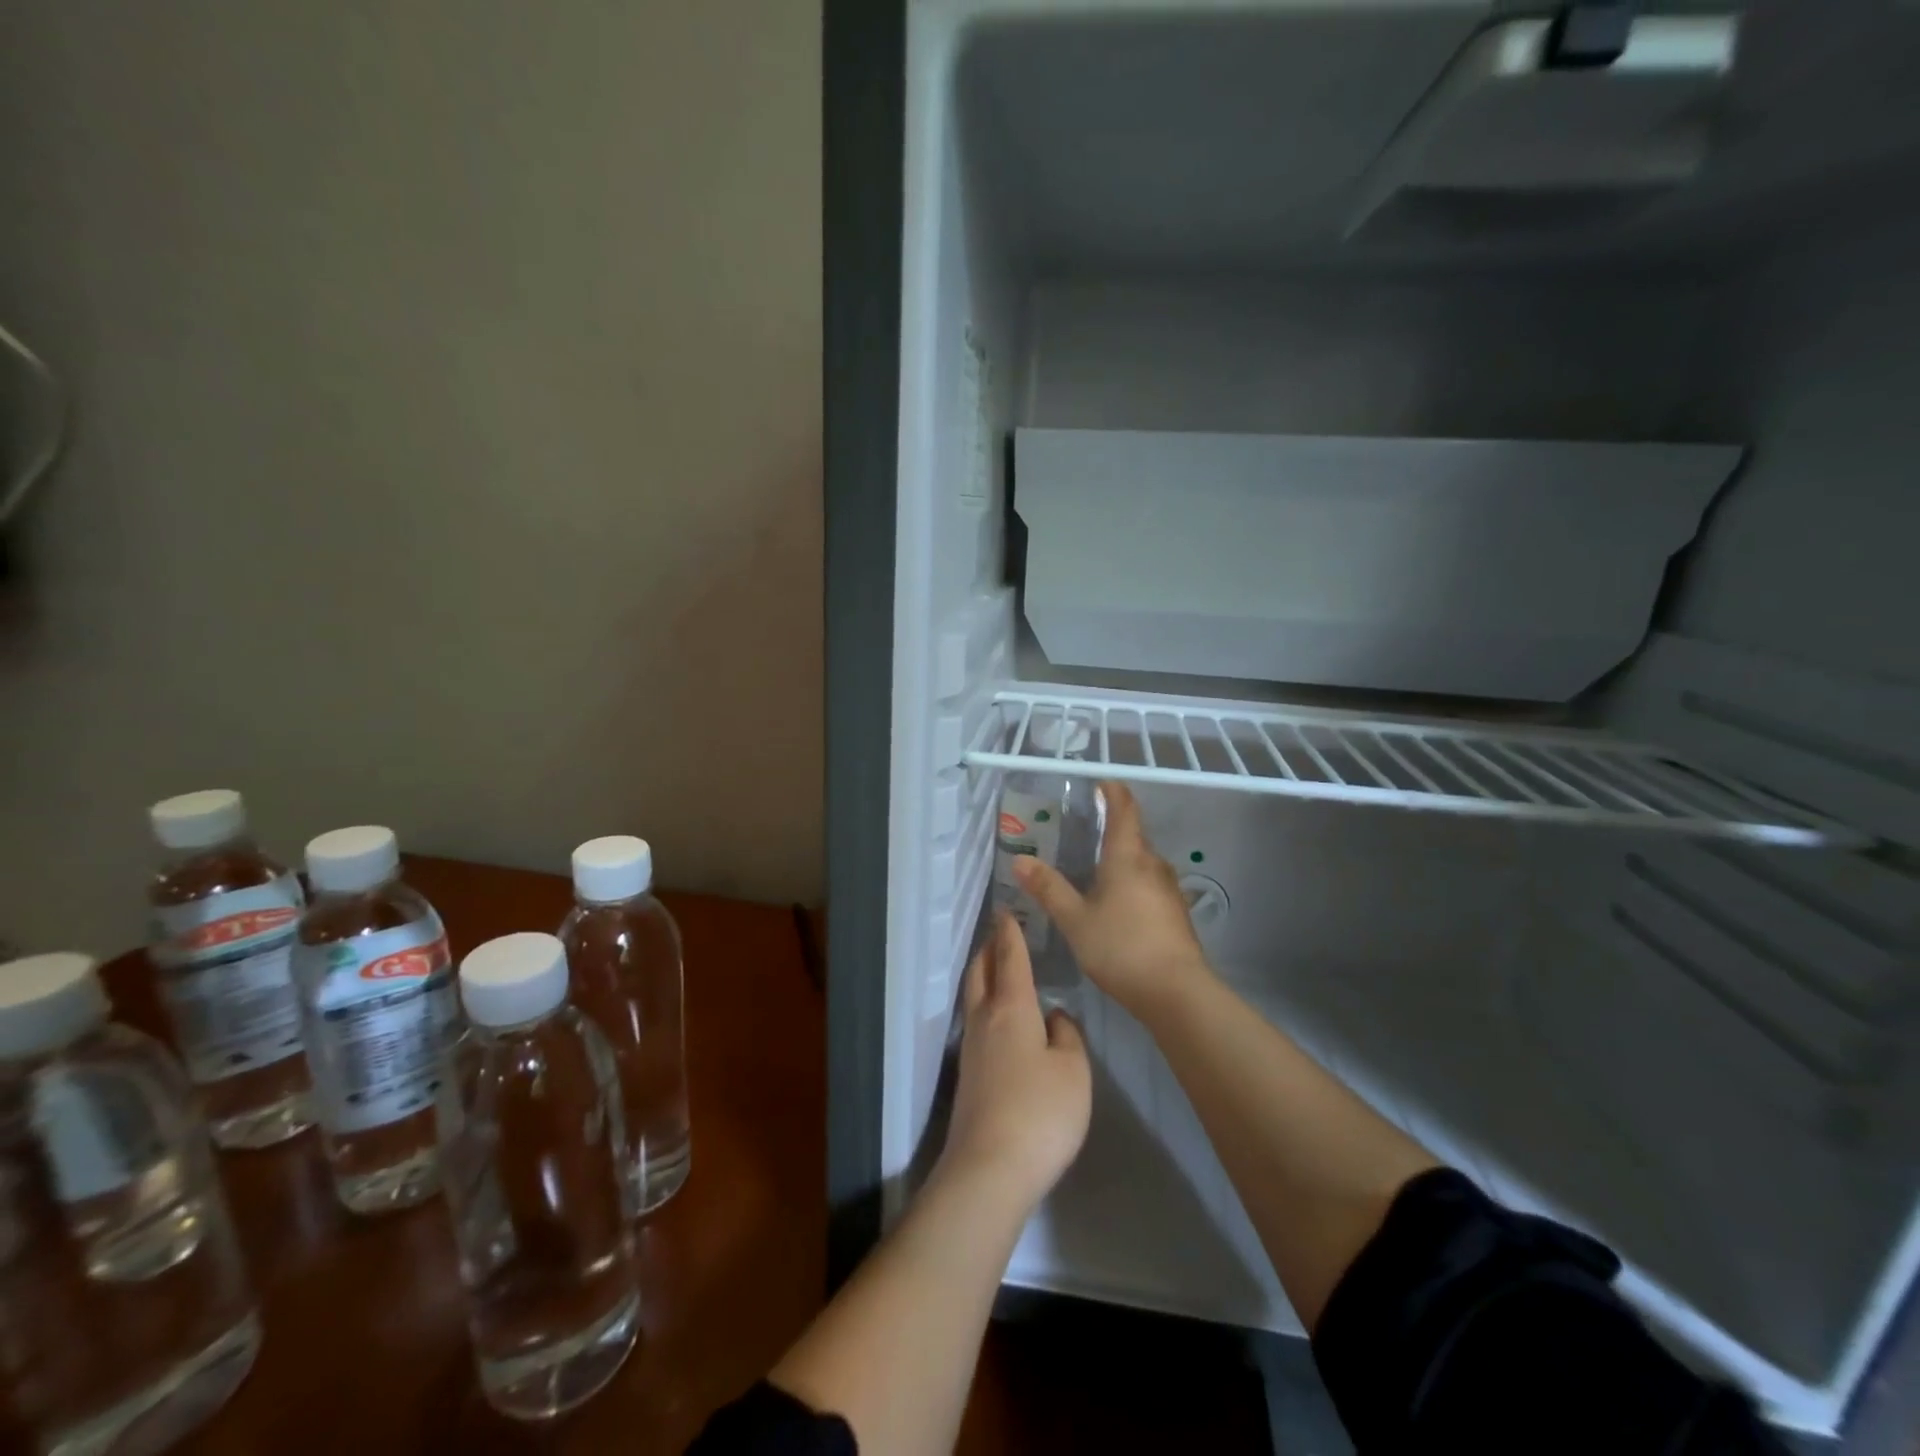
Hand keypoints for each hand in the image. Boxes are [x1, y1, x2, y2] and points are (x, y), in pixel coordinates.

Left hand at [939, 912, 1091, 1209]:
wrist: (990, 1167)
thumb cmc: (1040, 1112)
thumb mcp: (1073, 1072)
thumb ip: (1067, 1037)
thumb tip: (1053, 1018)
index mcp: (1012, 1008)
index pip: (1010, 959)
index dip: (1010, 933)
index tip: (1007, 911)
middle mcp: (985, 1019)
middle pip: (980, 972)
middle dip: (989, 949)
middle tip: (999, 933)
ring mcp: (971, 1048)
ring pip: (973, 995)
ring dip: (982, 973)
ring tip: (996, 966)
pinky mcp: (968, 1074)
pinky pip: (975, 1020)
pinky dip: (984, 1002)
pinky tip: (998, 1016)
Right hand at [1013, 781, 1212, 1022]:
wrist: (1176, 992)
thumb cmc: (1121, 946)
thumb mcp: (1075, 919)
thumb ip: (1048, 888)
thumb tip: (1020, 859)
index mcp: (1128, 856)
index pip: (1124, 809)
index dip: (1113, 792)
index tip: (1100, 784)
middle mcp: (1153, 864)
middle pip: (1133, 835)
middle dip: (1111, 830)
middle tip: (1083, 833)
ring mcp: (1169, 889)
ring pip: (1142, 863)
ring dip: (1121, 860)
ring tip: (1094, 870)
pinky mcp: (1176, 913)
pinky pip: (1149, 885)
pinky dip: (1131, 884)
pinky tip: (1116, 905)